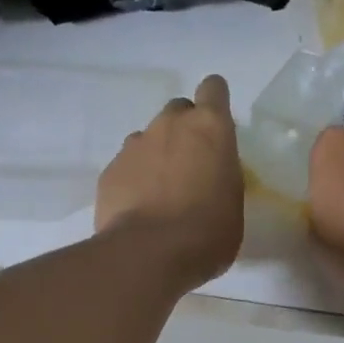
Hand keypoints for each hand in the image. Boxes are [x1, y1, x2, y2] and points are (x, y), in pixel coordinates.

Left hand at [96, 75, 243, 291]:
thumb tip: (209, 178)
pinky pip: (126, 166)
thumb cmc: (207, 233)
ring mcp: (134, 145)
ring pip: (148, 138)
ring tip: (160, 194)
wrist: (148, 253)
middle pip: (178, 110)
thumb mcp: (233, 204)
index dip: (214, 102)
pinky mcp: (110, 170)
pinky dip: (133, 180)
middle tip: (190, 166)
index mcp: (210, 128)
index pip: (213, 88)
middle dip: (184, 131)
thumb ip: (221, 178)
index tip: (216, 127)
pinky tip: (138, 210)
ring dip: (156, 156)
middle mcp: (170, 125)